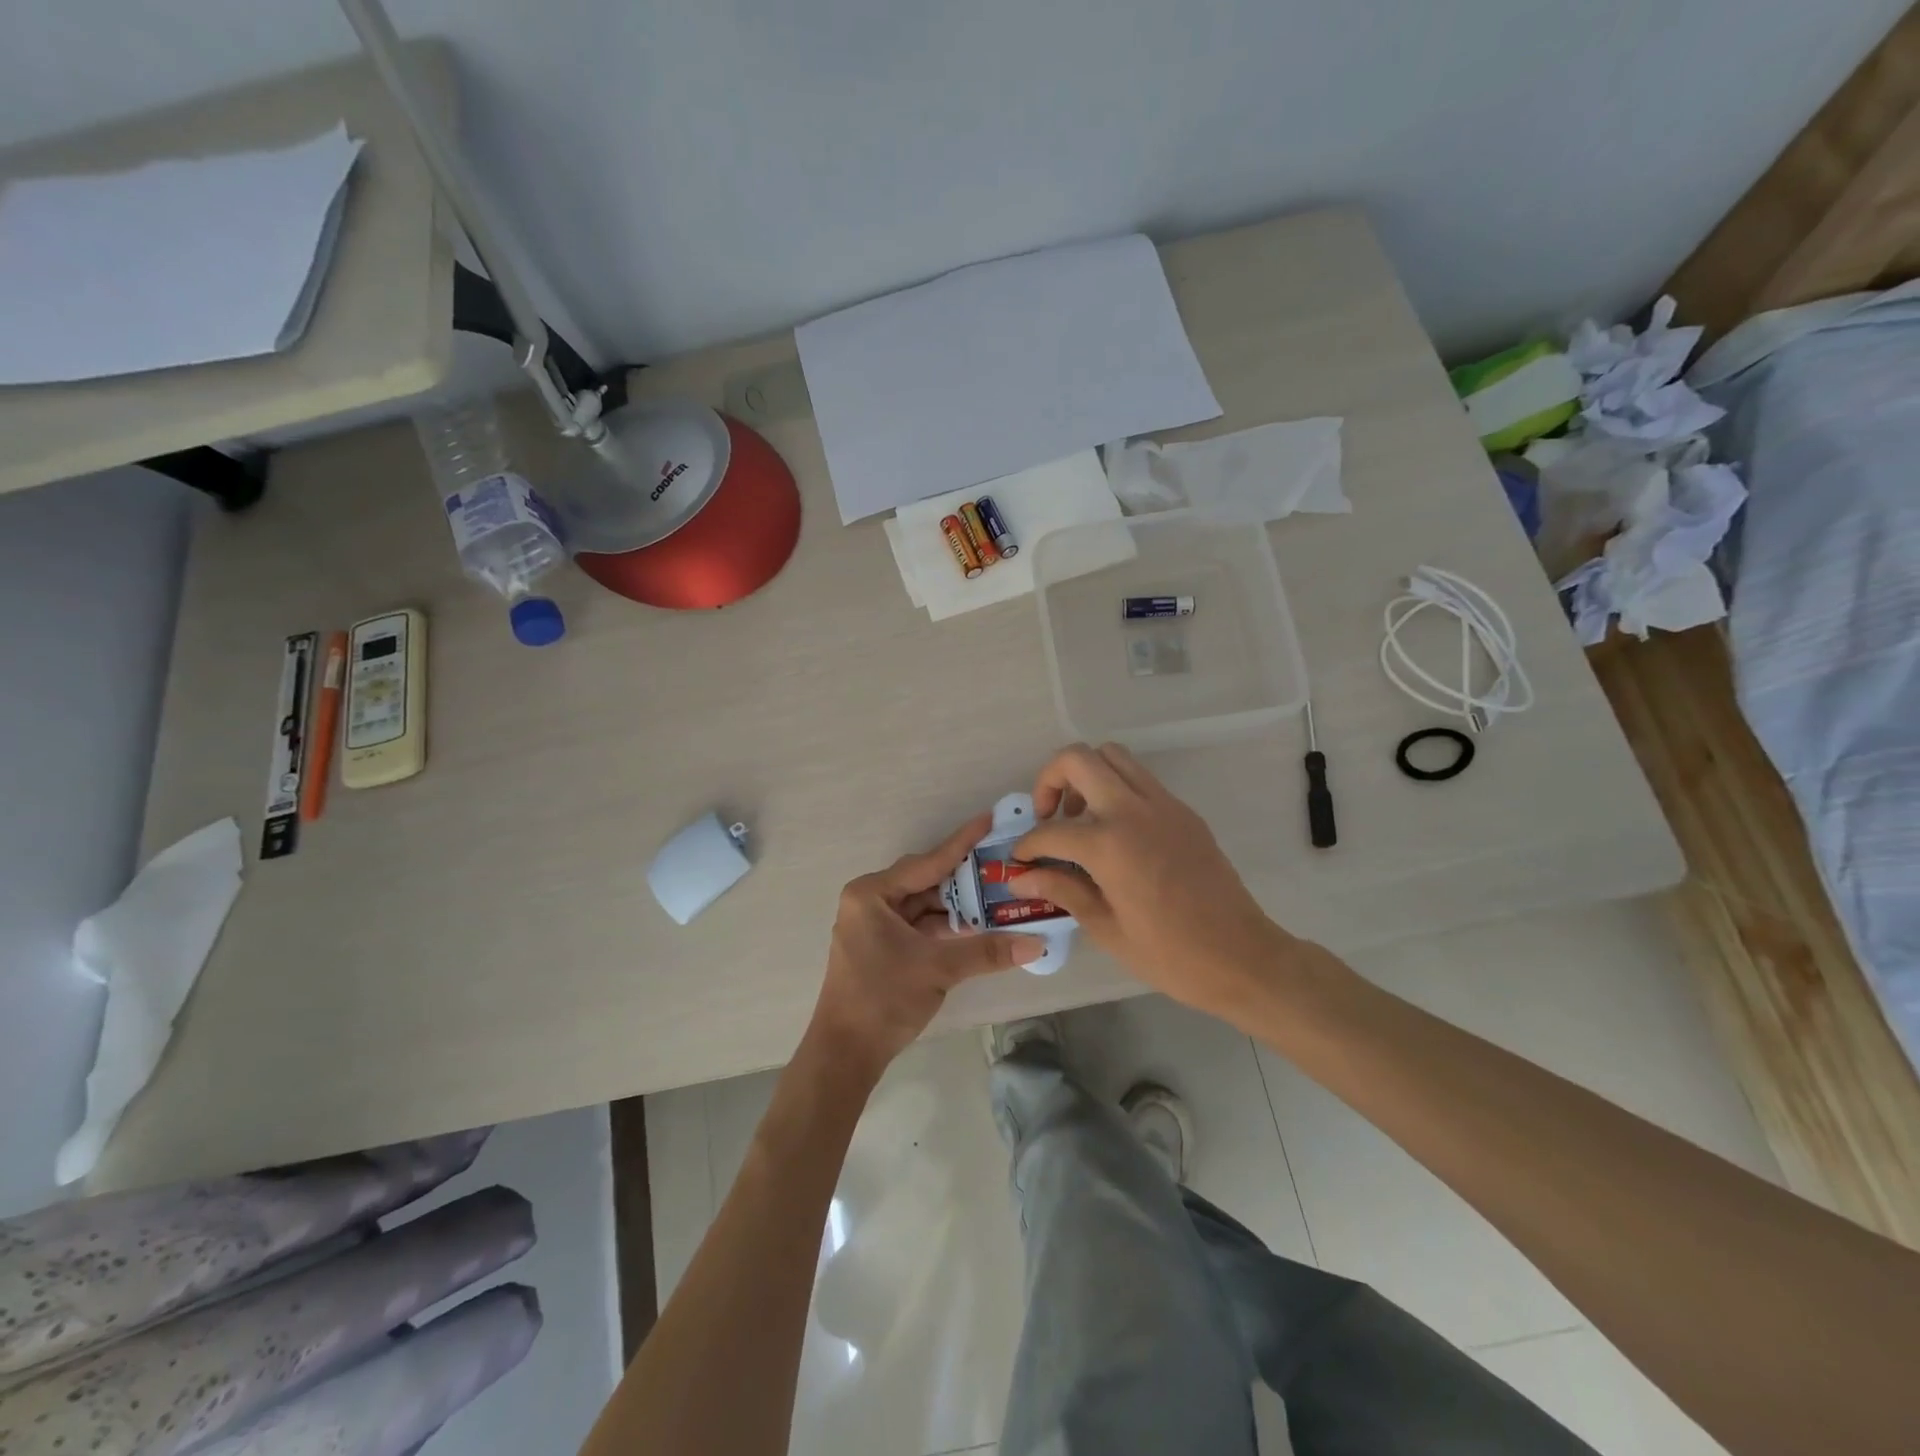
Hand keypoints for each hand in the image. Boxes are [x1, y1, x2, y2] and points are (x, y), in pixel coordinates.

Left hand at [808, 814, 1045, 1077]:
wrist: (845, 1053)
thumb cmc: (884, 998)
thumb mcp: (938, 968)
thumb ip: (987, 951)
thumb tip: (1037, 943)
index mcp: (872, 893)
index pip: (928, 862)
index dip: (962, 843)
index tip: (989, 820)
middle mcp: (870, 901)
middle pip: (926, 881)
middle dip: (964, 878)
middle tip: (1002, 865)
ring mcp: (874, 924)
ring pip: (924, 905)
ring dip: (957, 906)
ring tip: (998, 896)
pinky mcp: (881, 946)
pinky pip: (919, 925)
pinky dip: (945, 927)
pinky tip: (976, 927)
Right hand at [1013, 743, 1292, 1018]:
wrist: (1242, 956)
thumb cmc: (1169, 954)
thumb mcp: (1106, 928)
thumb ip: (1062, 890)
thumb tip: (1022, 875)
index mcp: (1110, 845)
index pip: (1051, 831)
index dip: (1027, 845)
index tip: (1020, 860)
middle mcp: (1134, 810)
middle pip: (1079, 759)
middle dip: (1051, 779)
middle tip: (1048, 815)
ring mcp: (1164, 805)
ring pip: (1113, 756)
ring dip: (1086, 775)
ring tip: (1080, 816)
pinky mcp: (1183, 811)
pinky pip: (1140, 779)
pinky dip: (1116, 788)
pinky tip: (1114, 831)